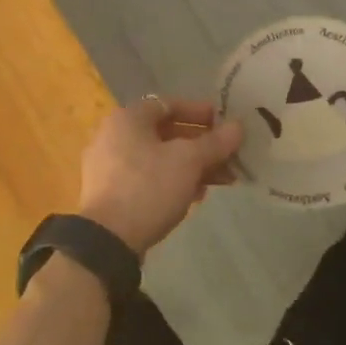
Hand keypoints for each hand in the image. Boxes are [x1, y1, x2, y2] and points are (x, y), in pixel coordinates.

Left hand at [77, 97, 243, 256]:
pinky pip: (148, 178)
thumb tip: (238, 126)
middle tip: (229, 155)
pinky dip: (172, 181)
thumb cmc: (149, 187)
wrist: (107, 240)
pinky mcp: (111, 194)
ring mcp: (109, 167)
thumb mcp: (188, 161)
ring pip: (159, 158)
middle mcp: (114, 136)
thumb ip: (215, 142)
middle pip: (166, 133)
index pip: (169, 105)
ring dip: (192, 166)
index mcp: (128, 119)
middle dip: (201, 145)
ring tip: (222, 179)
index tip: (224, 123)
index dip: (200, 112)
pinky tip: (195, 196)